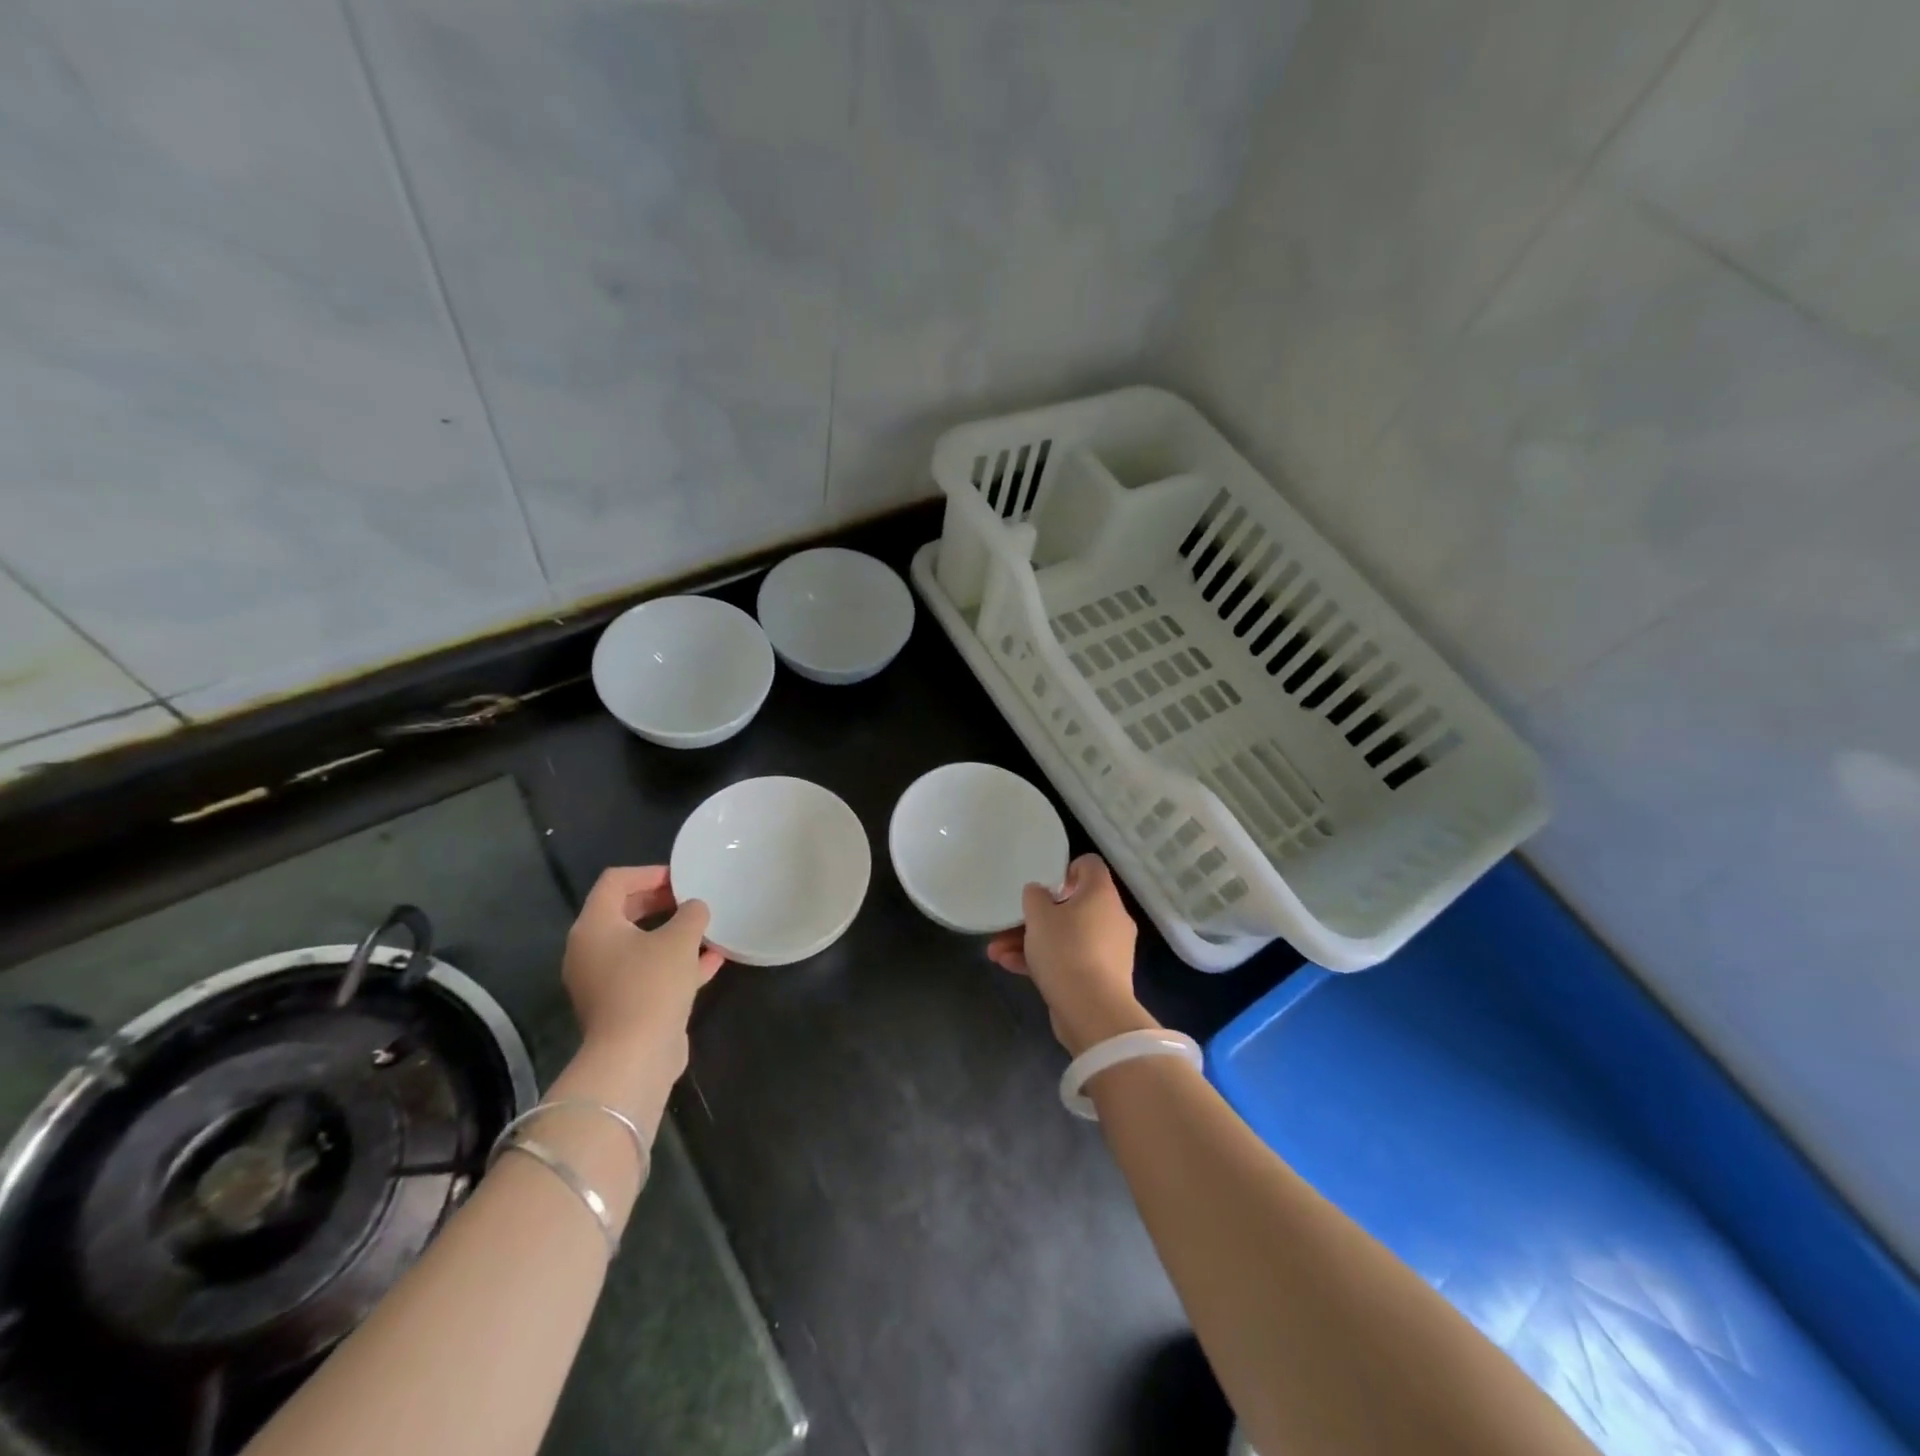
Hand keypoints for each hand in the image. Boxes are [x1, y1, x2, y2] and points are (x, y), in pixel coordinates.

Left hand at [563, 866, 722, 1067]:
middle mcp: (591, 951)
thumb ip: (691, 913)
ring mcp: (604, 981)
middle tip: (693, 898)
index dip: (649, 873)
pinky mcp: (623, 1006)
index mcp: (594, 927)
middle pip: (624, 912)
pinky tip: (713, 960)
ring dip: (672, 934)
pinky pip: (649, 973)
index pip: (615, 881)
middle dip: (661, 902)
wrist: (634, 1056)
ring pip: (640, 945)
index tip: (682, 878)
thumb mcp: (680, 939)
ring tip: (706, 927)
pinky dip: (676, 963)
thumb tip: (695, 908)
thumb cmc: (651, 984)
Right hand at [987, 854, 1155, 1055]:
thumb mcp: (1039, 917)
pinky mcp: (1102, 977)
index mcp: (1101, 894)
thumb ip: (1035, 897)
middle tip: (1009, 924)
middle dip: (1035, 916)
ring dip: (1032, 941)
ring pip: (1066, 935)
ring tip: (996, 952)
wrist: (1093, 1012)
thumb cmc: (1066, 951)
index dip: (1066, 868)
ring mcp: (1109, 949)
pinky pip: (1071, 959)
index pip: (1089, 865)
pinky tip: (1010, 967)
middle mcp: (1111, 917)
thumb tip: (1040, 892)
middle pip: (1072, 905)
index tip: (1044, 884)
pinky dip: (1045, 961)